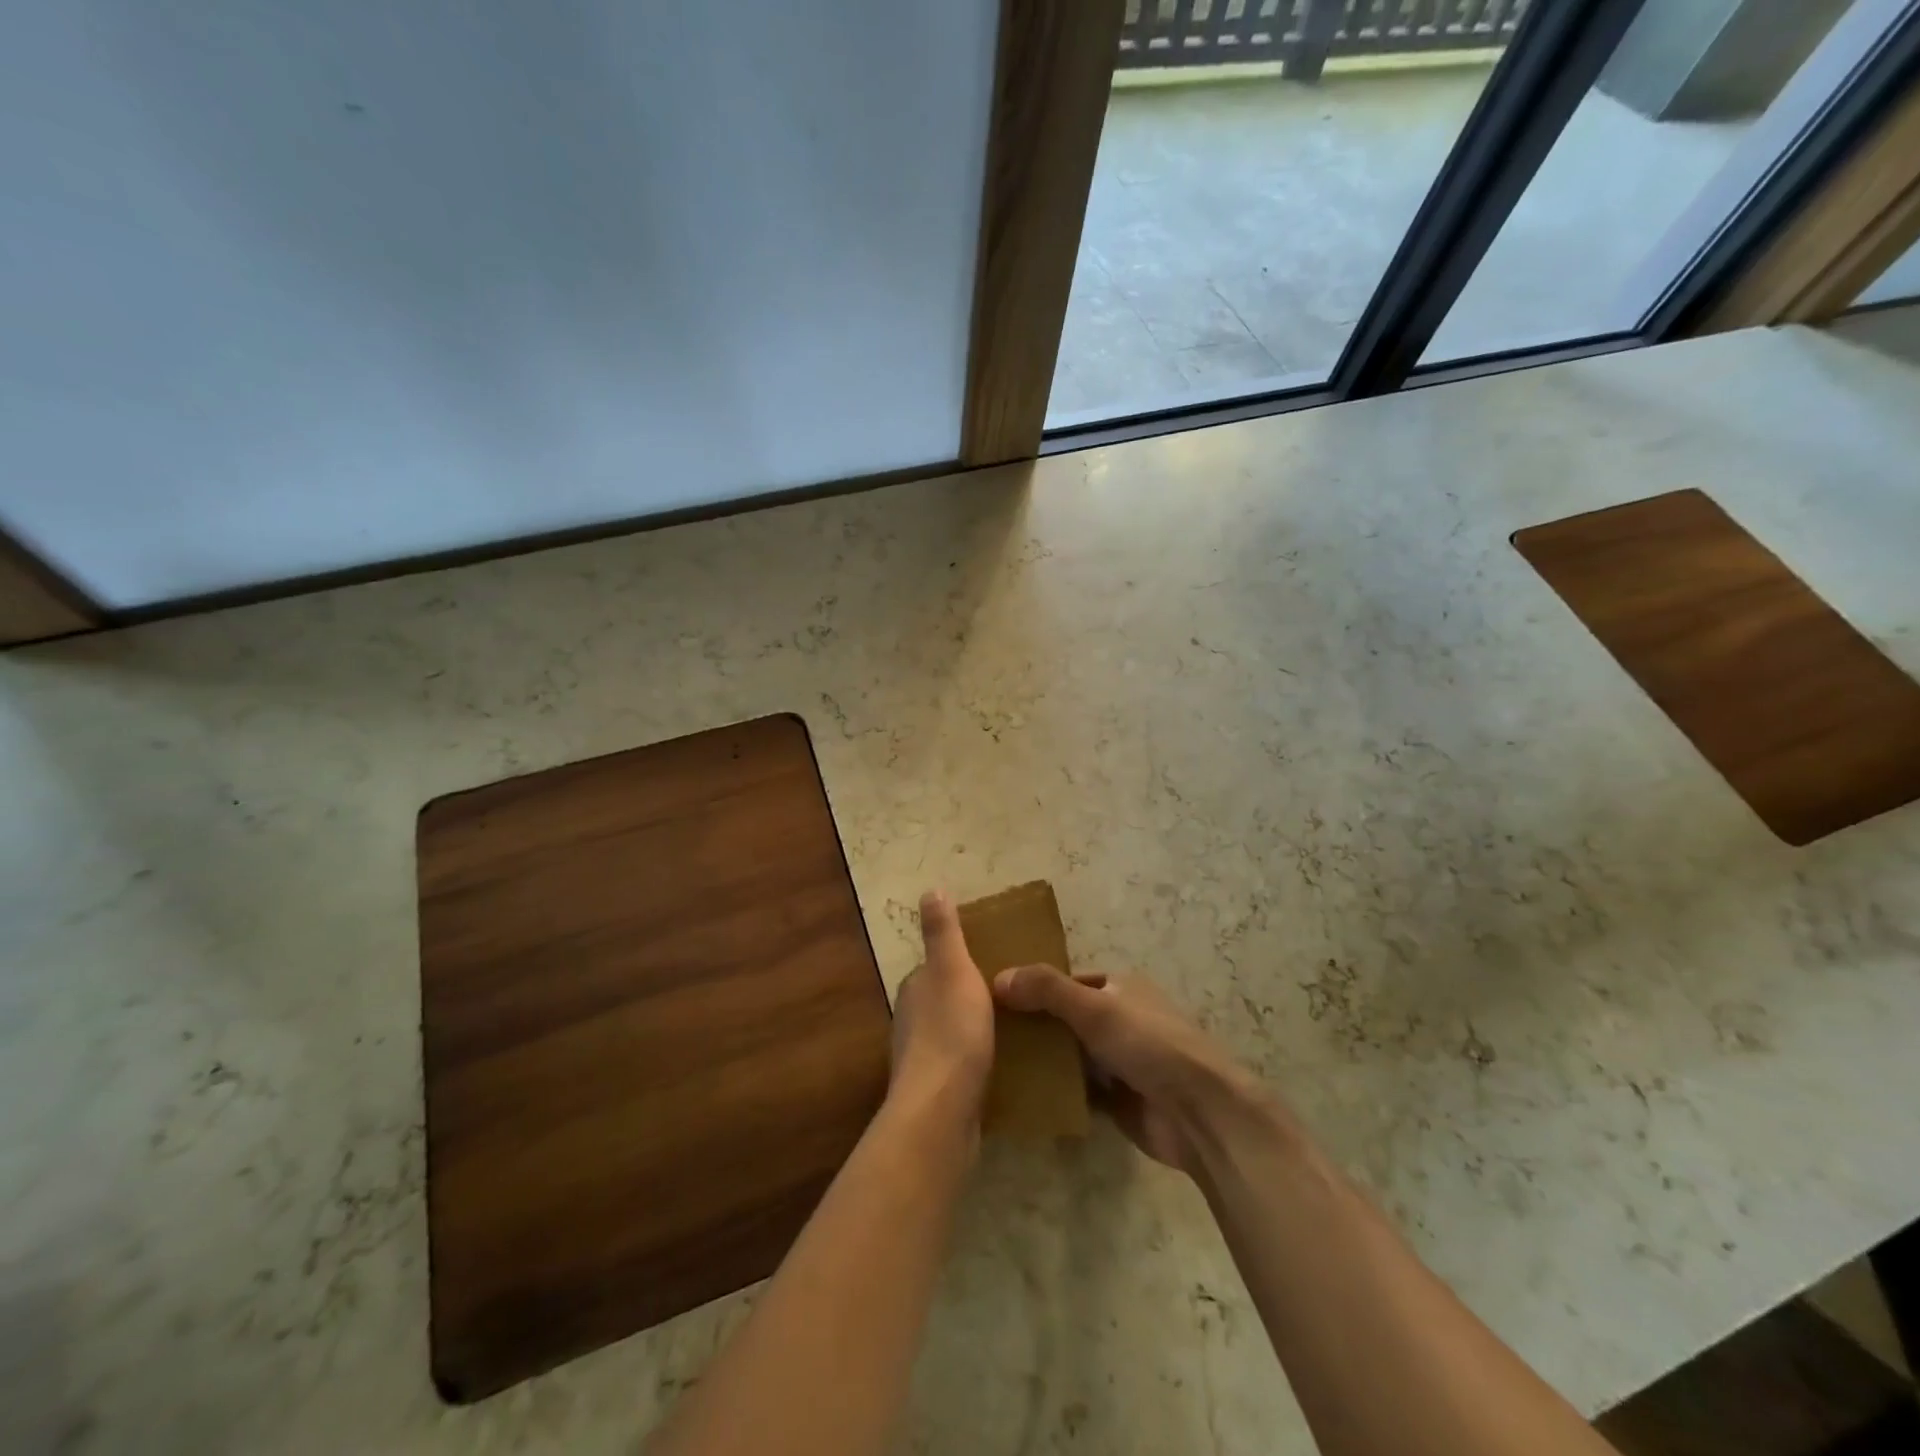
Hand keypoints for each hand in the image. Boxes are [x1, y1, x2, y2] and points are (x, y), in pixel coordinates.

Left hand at [889, 891, 994, 1129]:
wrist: (941, 1111)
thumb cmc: (951, 1031)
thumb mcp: (952, 969)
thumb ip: (942, 932)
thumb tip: (930, 890)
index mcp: (915, 988)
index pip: (938, 966)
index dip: (964, 963)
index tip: (997, 966)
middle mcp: (911, 1020)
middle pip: (945, 1000)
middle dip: (972, 998)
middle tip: (1015, 999)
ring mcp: (921, 1059)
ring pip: (952, 1034)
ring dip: (975, 1030)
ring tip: (1015, 1032)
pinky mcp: (936, 1093)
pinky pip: (960, 1066)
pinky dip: (977, 1061)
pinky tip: (1002, 1067)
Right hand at [992, 966, 1262, 1175]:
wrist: (1199, 1113)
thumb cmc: (1148, 1044)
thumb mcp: (1093, 1007)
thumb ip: (1046, 990)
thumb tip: (998, 977)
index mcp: (1121, 987)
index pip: (1068, 981)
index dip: (1036, 987)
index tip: (996, 999)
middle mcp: (1120, 1019)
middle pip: (1066, 1018)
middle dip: (1035, 1026)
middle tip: (989, 1034)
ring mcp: (1120, 1061)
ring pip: (1070, 1054)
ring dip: (1043, 1060)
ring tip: (994, 1062)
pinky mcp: (1118, 1099)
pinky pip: (1077, 1089)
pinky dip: (1055, 1091)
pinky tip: (1021, 1094)